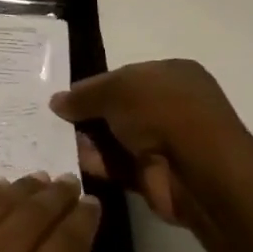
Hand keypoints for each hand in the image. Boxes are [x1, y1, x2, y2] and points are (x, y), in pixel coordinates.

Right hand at [51, 59, 252, 225]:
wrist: (199, 171)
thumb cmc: (162, 111)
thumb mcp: (115, 90)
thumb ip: (84, 95)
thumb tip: (56, 102)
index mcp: (172, 74)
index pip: (125, 76)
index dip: (96, 85)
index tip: (66, 97)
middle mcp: (172, 106)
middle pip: (119, 108)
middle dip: (89, 115)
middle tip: (54, 120)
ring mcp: (166, 142)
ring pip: (117, 138)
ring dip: (89, 141)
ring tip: (53, 140)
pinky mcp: (156, 176)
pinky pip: (119, 166)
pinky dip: (98, 164)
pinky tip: (72, 161)